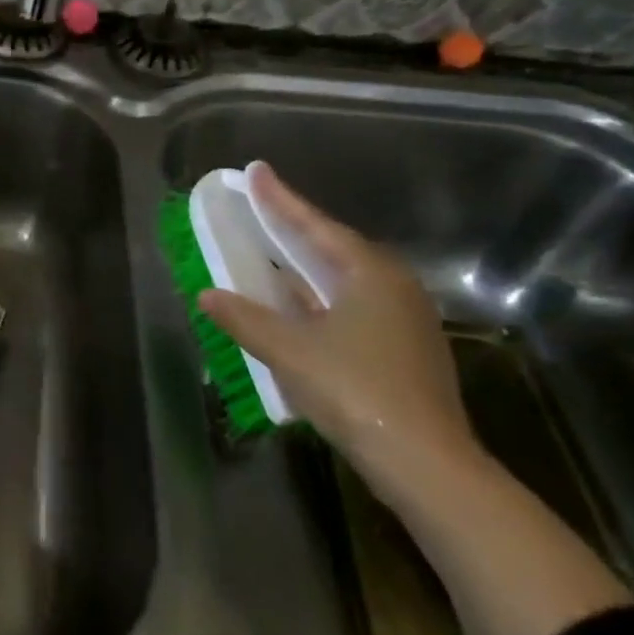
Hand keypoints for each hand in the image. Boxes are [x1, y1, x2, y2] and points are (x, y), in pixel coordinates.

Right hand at [198, 163, 483, 499]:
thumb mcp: (289, 351)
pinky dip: (321, 298)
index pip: (315, 225)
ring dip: (308, 266)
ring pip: (346, 279)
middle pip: (335, 247)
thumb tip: (207, 295)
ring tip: (275, 253)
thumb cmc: (354, 390)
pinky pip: (354, 306)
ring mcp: (406, 320)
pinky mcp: (406, 350)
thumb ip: (245, 318)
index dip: (280, 199)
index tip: (255, 171)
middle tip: (262, 208)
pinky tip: (301, 308)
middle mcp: (394, 286)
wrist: (426, 462)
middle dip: (296, 229)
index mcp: (370, 273)